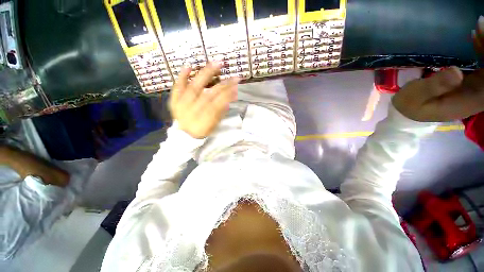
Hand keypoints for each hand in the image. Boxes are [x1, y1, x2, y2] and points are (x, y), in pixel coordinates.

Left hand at [169, 62, 238, 138]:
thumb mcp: (213, 126)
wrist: (184, 135)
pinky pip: (177, 88)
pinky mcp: (174, 101)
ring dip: (205, 74)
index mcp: (204, 119)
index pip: (218, 103)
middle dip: (221, 83)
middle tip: (231, 73)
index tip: (236, 85)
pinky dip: (182, 76)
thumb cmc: (201, 131)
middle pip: (208, 94)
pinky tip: (188, 66)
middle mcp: (193, 110)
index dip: (228, 94)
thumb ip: (220, 113)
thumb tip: (229, 100)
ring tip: (215, 63)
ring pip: (194, 87)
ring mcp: (182, 104)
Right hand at [393, 17, 483, 121]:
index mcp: (467, 103)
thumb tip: (457, 72)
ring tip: (480, 28)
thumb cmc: (410, 104)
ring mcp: (475, 89)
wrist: (409, 110)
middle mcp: (477, 97)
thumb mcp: (415, 96)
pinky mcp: (470, 83)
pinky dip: (482, 52)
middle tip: (481, 26)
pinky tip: (476, 39)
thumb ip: (433, 87)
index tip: (480, 38)